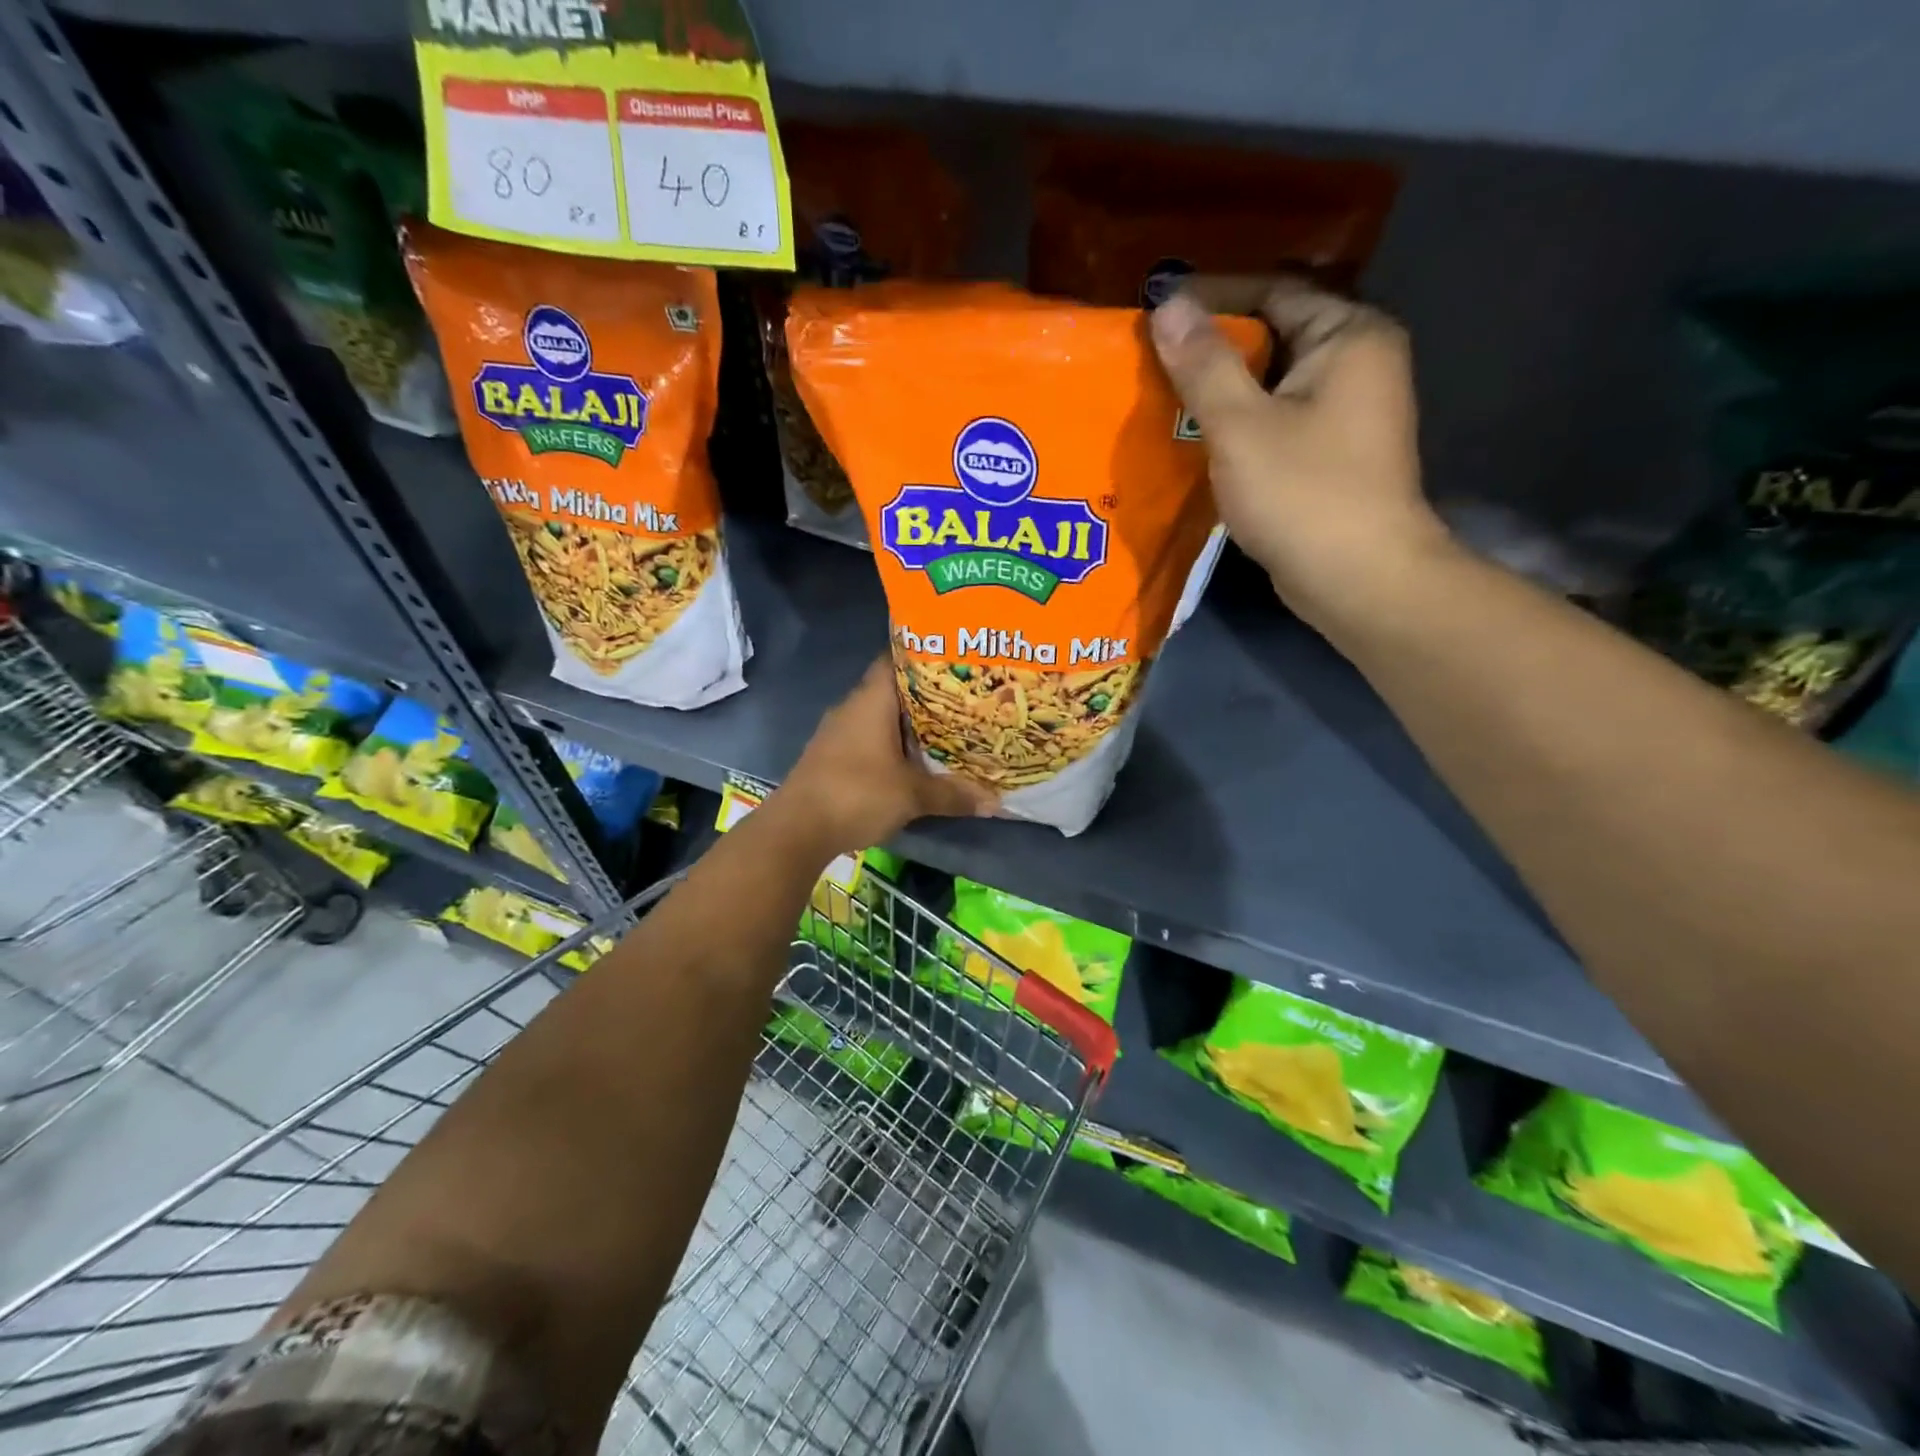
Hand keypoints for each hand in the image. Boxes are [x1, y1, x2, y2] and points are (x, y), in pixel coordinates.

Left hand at [772, 656, 997, 852]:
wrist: (797, 828)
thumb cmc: (857, 794)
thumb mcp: (912, 795)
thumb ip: (952, 794)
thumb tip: (994, 801)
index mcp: (871, 700)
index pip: (896, 659)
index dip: (924, 655)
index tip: (954, 659)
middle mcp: (852, 707)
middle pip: (892, 689)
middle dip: (925, 694)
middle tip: (962, 698)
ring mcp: (837, 731)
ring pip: (879, 716)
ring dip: (906, 723)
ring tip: (945, 728)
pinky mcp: (831, 755)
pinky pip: (867, 738)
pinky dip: (889, 743)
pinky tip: (911, 758)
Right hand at [1150, 279, 1449, 630]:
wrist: (1358, 579)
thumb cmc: (1302, 494)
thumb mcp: (1241, 426)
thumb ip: (1203, 364)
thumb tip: (1168, 304)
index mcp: (1349, 335)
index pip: (1273, 291)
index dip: (1212, 298)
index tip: (1157, 312)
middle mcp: (1358, 362)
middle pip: (1273, 336)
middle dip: (1212, 349)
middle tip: (1152, 361)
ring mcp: (1348, 412)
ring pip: (1271, 383)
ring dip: (1220, 391)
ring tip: (1162, 399)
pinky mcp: (1331, 454)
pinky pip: (1277, 420)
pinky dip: (1238, 425)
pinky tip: (1195, 440)